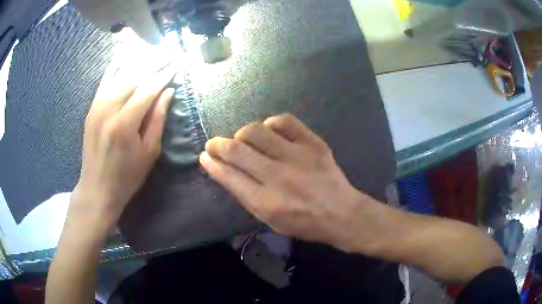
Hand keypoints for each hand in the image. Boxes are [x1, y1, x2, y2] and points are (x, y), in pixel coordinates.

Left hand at [71, 65, 175, 229]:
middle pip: (134, 77)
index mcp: (125, 124)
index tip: (176, 64)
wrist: (97, 188)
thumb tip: (168, 92)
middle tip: (168, 53)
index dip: (164, 76)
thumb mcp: (149, 153)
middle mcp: (108, 109)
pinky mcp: (91, 108)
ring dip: (137, 61)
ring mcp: (97, 106)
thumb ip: (158, 119)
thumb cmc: (127, 176)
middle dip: (153, 63)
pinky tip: (125, 54)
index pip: (148, 90)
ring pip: (119, 74)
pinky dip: (116, 66)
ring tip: (152, 51)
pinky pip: (105, 80)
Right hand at [200, 114, 377, 251]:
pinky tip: (269, 132)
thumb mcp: (269, 221)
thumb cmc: (303, 223)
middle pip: (237, 150)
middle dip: (218, 144)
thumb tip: (224, 172)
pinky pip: (284, 121)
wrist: (341, 213)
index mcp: (266, 202)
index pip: (229, 176)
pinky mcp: (314, 143)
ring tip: (243, 140)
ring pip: (256, 131)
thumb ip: (245, 196)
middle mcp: (279, 177)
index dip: (212, 163)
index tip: (205, 156)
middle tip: (214, 144)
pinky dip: (270, 123)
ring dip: (242, 133)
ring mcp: (298, 156)